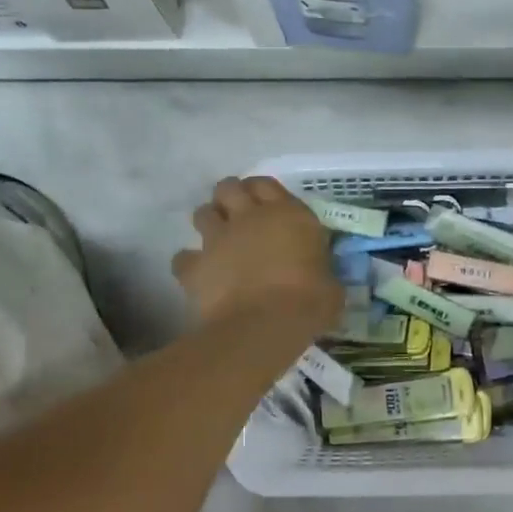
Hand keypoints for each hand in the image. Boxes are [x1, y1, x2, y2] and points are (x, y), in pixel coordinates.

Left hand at [172, 177, 340, 333]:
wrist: (264, 326)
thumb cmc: (308, 303)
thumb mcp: (329, 283)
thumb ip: (320, 269)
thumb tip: (319, 277)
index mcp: (287, 214)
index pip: (266, 185)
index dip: (261, 191)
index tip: (264, 204)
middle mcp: (250, 217)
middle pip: (229, 188)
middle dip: (229, 197)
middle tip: (237, 213)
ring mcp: (218, 239)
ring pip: (202, 213)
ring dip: (209, 222)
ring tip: (217, 239)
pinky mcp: (195, 266)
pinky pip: (183, 258)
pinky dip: (189, 263)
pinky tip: (198, 274)